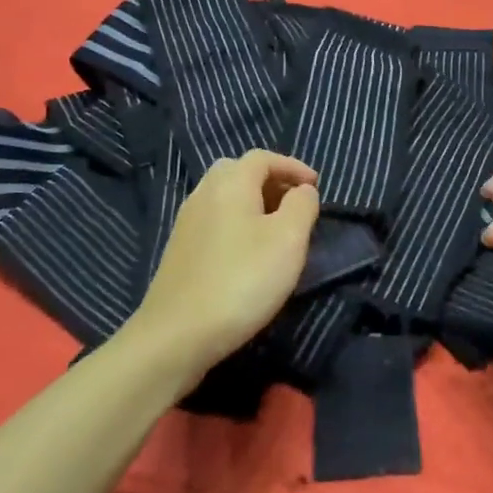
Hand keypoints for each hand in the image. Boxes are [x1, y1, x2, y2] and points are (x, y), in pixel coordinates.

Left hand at [126, 150, 320, 381]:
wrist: (177, 334)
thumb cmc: (241, 281)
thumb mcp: (288, 240)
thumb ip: (302, 206)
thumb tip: (303, 190)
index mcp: (230, 183)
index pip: (262, 158)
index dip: (292, 166)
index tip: (315, 185)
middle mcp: (204, 193)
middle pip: (238, 171)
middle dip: (270, 180)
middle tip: (294, 202)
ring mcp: (187, 222)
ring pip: (223, 196)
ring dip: (253, 201)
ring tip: (276, 227)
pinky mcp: (180, 249)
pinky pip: (213, 219)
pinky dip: (236, 220)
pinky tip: (248, 250)